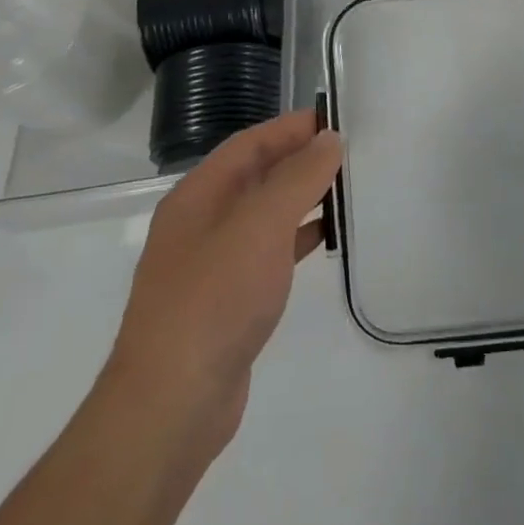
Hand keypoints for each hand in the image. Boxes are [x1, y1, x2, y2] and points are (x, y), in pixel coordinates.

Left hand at [104, 110, 342, 456]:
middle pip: (256, 175)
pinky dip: (298, 237)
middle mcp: (200, 223)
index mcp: (198, 196)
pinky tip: (327, 239)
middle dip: (300, 160)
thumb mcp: (261, 225)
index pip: (250, 143)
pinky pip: (269, 251)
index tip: (337, 120)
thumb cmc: (215, 299)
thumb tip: (329, 139)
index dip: (291, 127)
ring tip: (348, 189)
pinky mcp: (227, 300)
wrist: (172, 404)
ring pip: (264, 214)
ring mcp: (212, 264)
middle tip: (351, 152)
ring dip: (303, 198)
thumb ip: (298, 176)